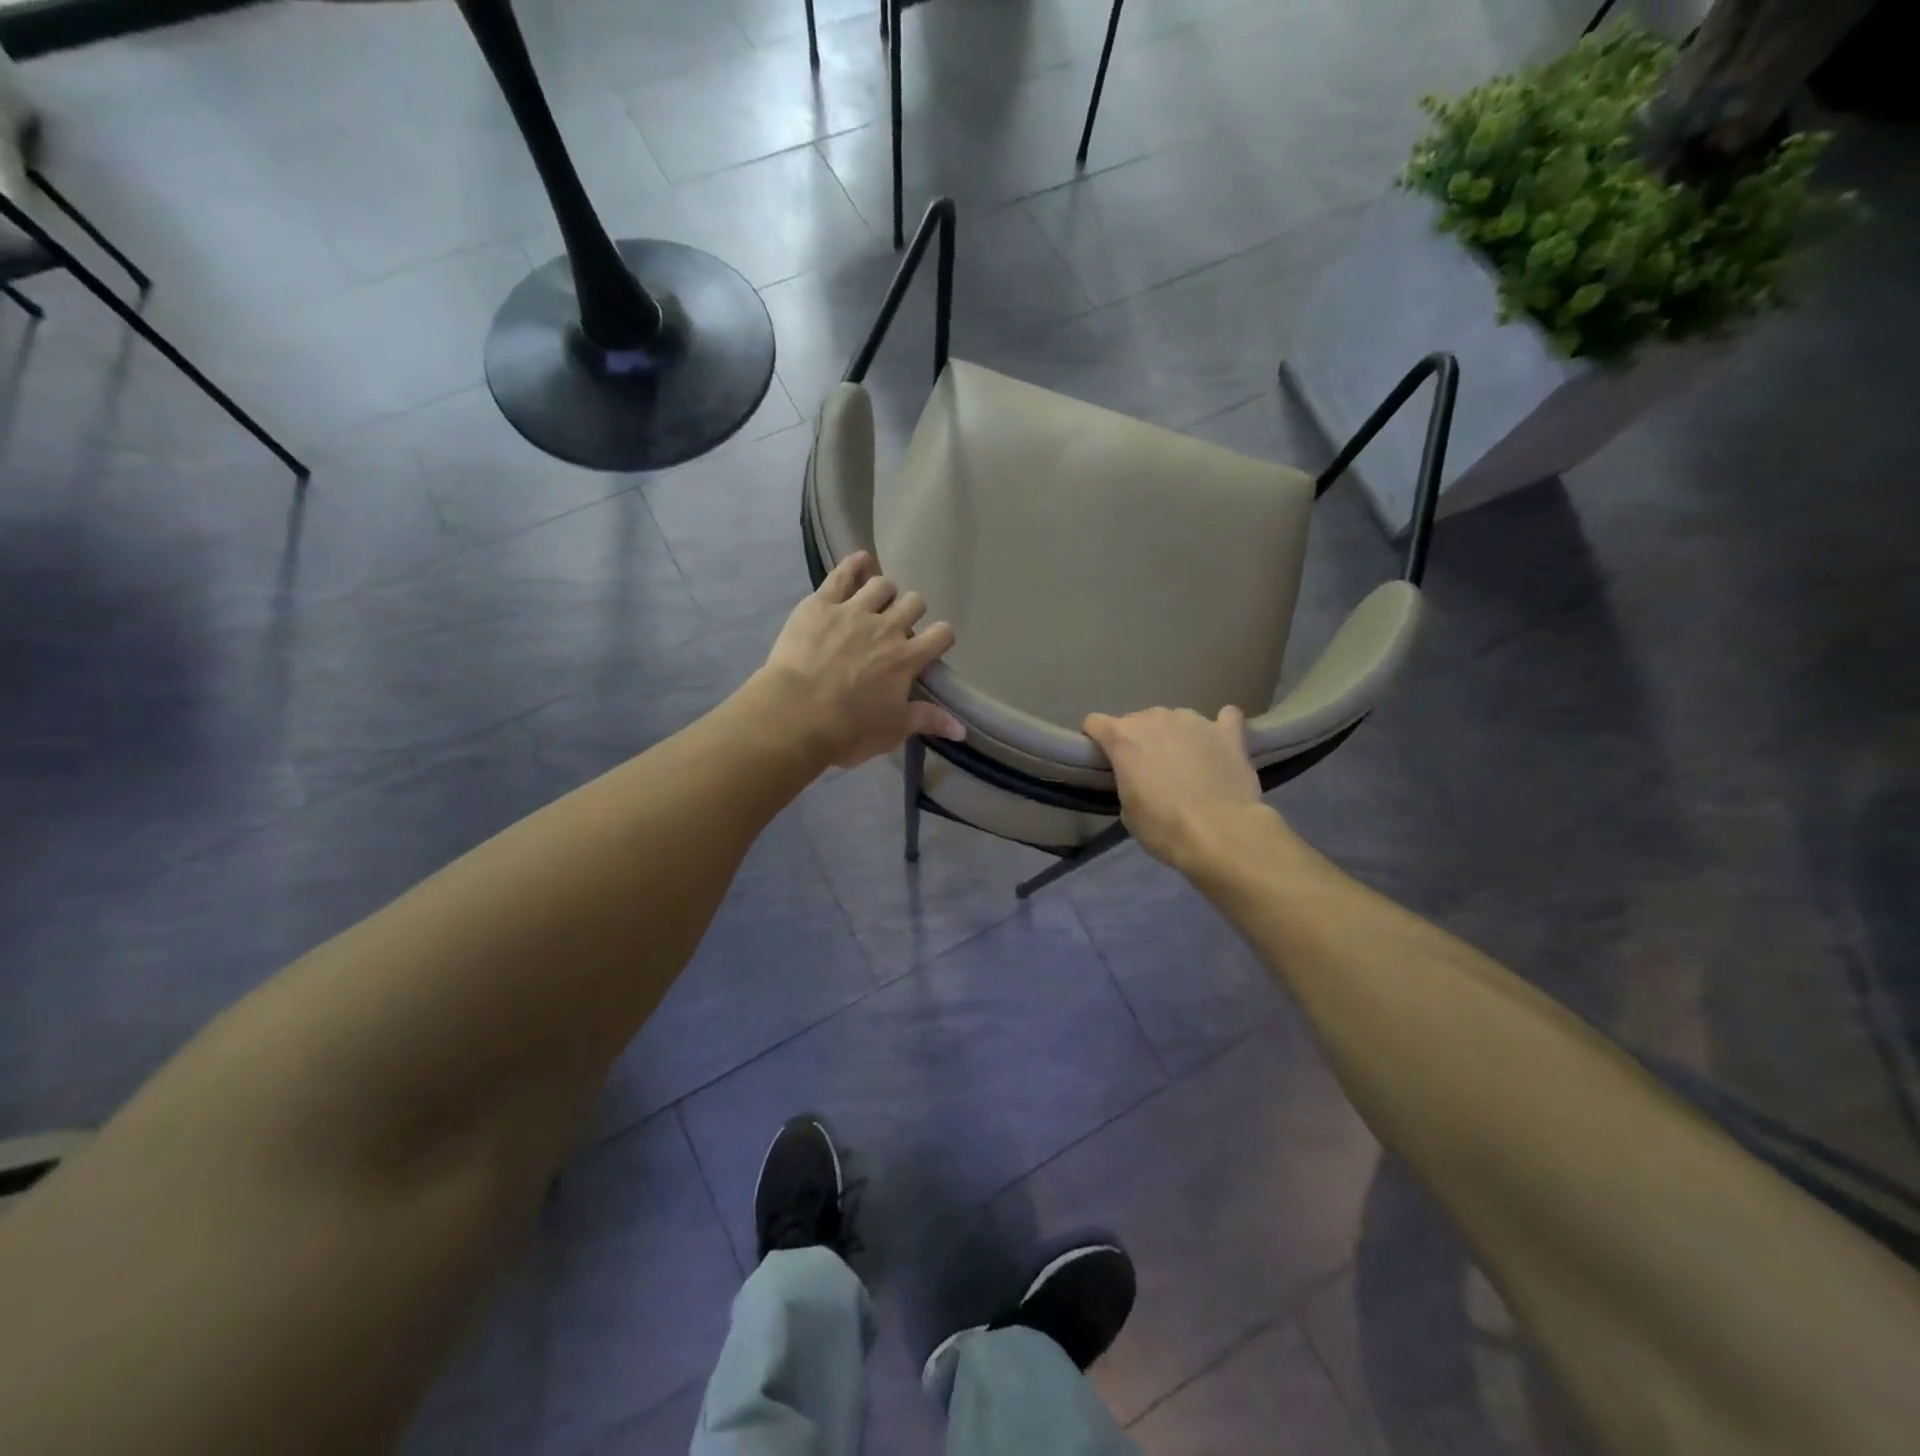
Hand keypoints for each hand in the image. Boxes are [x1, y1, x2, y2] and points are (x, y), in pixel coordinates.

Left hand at [760, 552, 965, 769]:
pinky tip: (860, 561)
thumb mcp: (893, 730)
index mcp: (907, 658)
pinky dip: (855, 564)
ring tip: (875, 603)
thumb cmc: (848, 730)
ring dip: (884, 592)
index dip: (940, 638)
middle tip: (897, 628)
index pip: (941, 634)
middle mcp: (887, 628)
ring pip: (883, 584)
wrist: (794, 716)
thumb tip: (962, 730)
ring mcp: (854, 611)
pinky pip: (843, 573)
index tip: (931, 646)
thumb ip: (928, 720)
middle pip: (914, 602)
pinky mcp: (822, 603)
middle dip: (911, 612)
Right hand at [1083, 706, 1268, 872]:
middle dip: (1139, 740)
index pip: (1095, 723)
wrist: (1221, 833)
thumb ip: (1128, 781)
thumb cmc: (1164, 827)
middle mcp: (1155, 718)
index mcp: (1123, 737)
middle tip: (1149, 770)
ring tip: (1187, 763)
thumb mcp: (1128, 811)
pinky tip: (1220, 743)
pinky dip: (1219, 728)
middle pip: (1137, 720)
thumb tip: (1141, 777)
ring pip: (1176, 718)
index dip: (1096, 740)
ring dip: (1175, 735)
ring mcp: (1194, 720)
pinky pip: (1224, 717)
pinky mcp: (1228, 731)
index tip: (1102, 759)